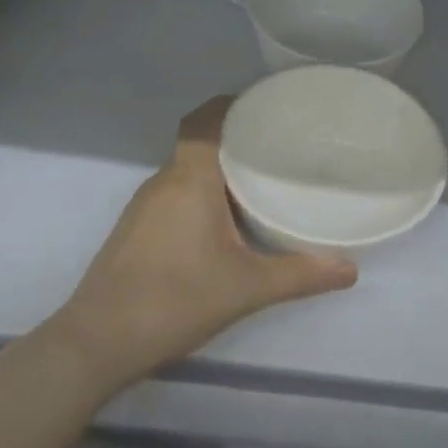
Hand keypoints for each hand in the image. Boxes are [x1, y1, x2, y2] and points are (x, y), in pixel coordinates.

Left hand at [56, 97, 358, 388]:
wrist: (97, 342)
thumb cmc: (176, 299)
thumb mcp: (248, 288)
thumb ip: (301, 274)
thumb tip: (350, 270)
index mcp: (190, 179)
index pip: (206, 120)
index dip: (232, 105)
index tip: (266, 107)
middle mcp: (163, 181)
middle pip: (200, 144)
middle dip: (236, 142)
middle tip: (279, 149)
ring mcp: (143, 206)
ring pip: (186, 172)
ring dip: (217, 172)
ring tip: (258, 183)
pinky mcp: (134, 230)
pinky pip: (174, 195)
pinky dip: (199, 195)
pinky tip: (221, 223)